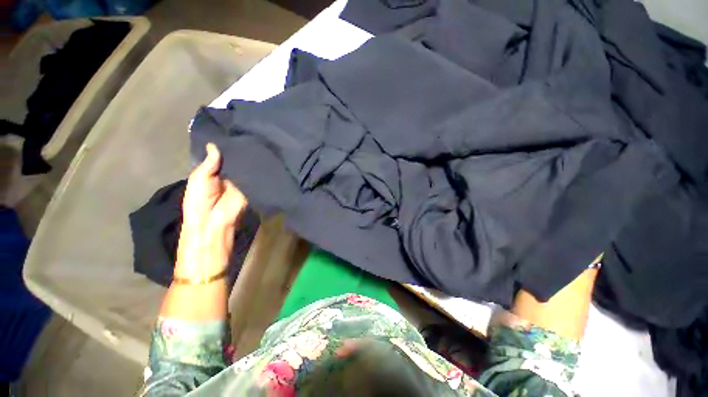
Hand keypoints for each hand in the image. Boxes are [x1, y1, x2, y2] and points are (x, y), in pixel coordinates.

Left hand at [175, 143, 247, 280]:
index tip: (232, 130)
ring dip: (248, 158)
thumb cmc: (198, 200)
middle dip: (239, 149)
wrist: (214, 221)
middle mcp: (230, 174)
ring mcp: (242, 180)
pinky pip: (254, 176)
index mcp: (214, 172)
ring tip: (254, 140)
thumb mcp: (199, 178)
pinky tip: (260, 155)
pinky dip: (255, 168)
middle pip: (236, 159)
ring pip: (246, 166)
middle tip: (246, 132)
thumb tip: (215, 144)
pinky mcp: (252, 186)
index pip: (222, 156)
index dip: (225, 146)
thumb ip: (209, 163)